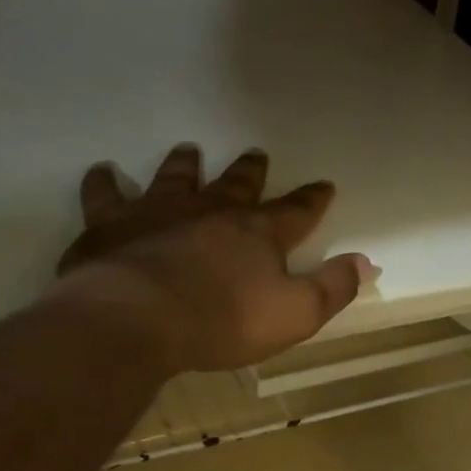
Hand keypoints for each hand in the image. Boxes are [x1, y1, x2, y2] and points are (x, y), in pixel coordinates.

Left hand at [57, 144, 371, 374]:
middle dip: (250, 172)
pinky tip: (104, 173)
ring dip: (184, 165)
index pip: (295, 211)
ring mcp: (158, 212)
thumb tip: (365, 262)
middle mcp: (210, 211)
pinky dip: (105, 183)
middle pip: (236, 185)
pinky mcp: (111, 225)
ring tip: (188, 150)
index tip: (324, 184)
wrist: (140, 319)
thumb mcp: (296, 314)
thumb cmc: (224, 320)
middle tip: (255, 154)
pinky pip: (106, 196)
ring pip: (175, 178)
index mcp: (257, 233)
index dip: (312, 199)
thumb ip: (333, 287)